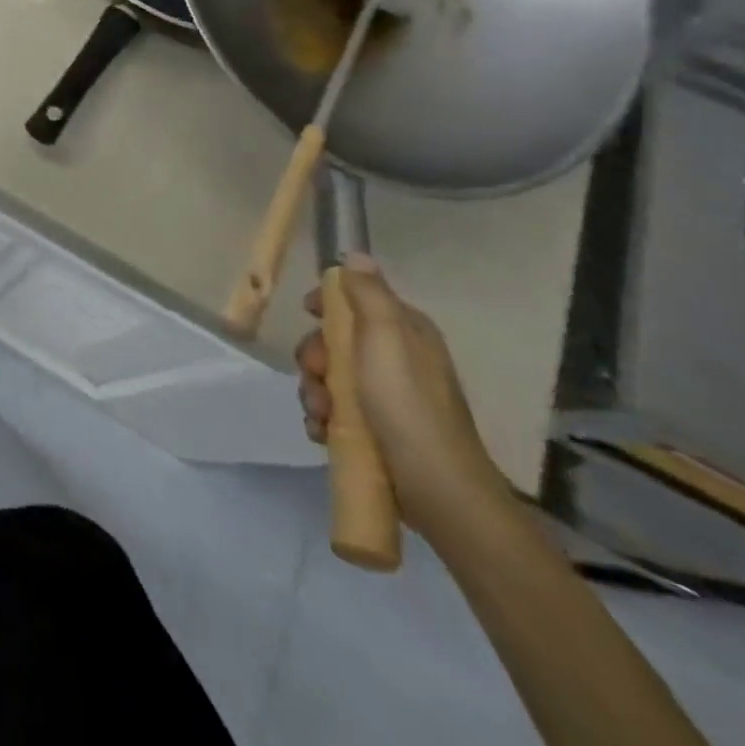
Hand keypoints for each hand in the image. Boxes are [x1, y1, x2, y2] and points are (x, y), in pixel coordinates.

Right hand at [295, 258, 509, 543]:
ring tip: (320, 416)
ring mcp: (387, 398)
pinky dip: (323, 419)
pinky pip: (335, 412)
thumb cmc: (407, 406)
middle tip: (316, 378)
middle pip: (335, 341)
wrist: (437, 491)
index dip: (327, 305)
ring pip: (330, 379)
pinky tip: (323, 433)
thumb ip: (368, 295)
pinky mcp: (377, 431)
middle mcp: (398, 360)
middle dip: (315, 359)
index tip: (307, 315)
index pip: (357, 300)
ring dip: (314, 393)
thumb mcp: (385, 339)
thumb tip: (355, 255)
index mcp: (405, 333)